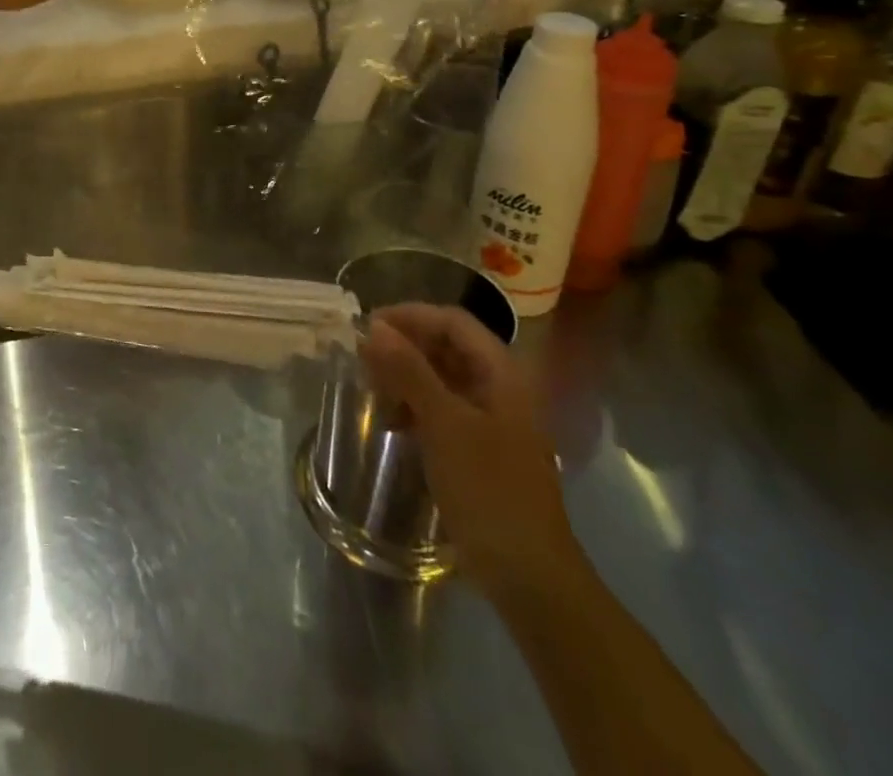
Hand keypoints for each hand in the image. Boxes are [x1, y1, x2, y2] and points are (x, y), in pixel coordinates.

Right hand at [359, 304, 580, 601]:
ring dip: (406, 376)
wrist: (529, 575)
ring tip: (372, 389)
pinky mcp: (481, 448)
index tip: (368, 327)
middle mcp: (500, 387)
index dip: (410, 316)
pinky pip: (443, 408)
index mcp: (502, 373)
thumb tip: (373, 327)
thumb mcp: (444, 424)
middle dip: (404, 347)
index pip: (452, 321)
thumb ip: (409, 370)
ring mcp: (492, 419)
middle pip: (447, 346)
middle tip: (363, 358)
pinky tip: (394, 423)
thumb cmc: (489, 489)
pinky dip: (415, 406)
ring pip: (442, 377)